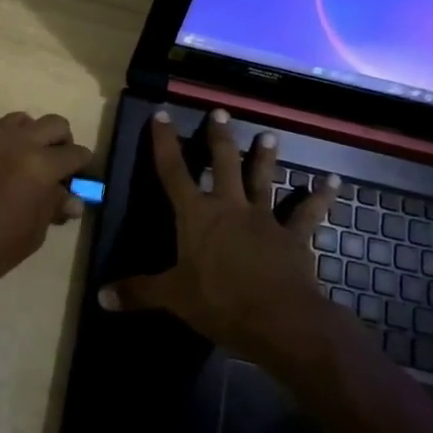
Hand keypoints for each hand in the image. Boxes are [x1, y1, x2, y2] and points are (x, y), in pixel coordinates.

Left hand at [0, 106, 92, 323]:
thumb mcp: (35, 232)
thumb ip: (53, 206)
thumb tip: (72, 199)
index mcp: (41, 165)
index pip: (74, 154)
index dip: (82, 164)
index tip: (81, 173)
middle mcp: (15, 143)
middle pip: (52, 124)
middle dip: (61, 140)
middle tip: (58, 159)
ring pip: (14, 119)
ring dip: (25, 131)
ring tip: (23, 149)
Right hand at [100, 109, 339, 367]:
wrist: (279, 319)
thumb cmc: (220, 303)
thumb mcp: (173, 298)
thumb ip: (138, 292)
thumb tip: (101, 297)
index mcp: (197, 216)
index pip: (174, 171)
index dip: (165, 142)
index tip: (162, 114)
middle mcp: (229, 207)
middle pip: (223, 164)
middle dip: (219, 138)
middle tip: (220, 112)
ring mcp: (264, 219)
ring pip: (263, 179)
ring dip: (266, 157)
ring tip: (269, 135)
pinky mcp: (293, 237)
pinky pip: (308, 214)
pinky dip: (320, 197)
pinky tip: (332, 181)